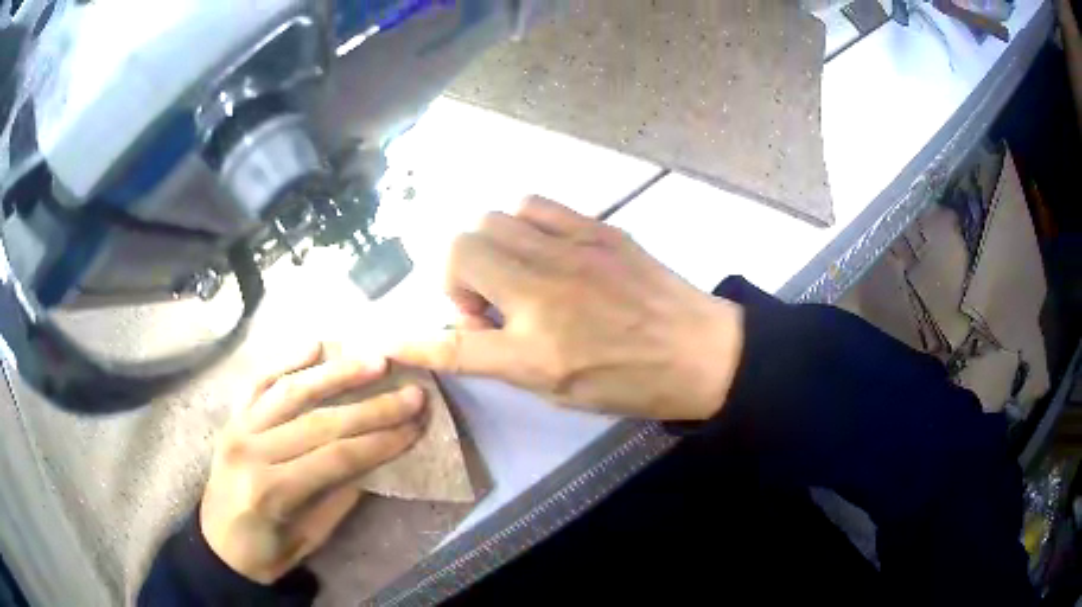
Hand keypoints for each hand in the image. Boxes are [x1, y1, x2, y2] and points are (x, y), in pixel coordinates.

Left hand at [200, 343, 426, 583]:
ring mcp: (238, 427)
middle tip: (411, 392)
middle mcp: (252, 450)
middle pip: (320, 421)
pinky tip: (314, 344)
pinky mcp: (232, 418)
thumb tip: (374, 459)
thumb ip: (339, 497)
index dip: (380, 441)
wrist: (217, 546)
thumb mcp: (309, 539)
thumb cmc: (264, 552)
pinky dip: (287, 360)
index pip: (336, 457)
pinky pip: (260, 382)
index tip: (417, 426)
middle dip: (372, 407)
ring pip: (292, 390)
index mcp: (271, 490)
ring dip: (336, 372)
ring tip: (375, 359)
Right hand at [393, 197, 743, 420]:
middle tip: (487, 305)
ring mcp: (569, 252)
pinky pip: (531, 205)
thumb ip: (503, 358)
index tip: (390, 337)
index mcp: (534, 352)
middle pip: (458, 252)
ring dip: (487, 250)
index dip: (415, 342)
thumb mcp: (560, 391)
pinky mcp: (594, 229)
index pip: (453, 345)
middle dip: (457, 279)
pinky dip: (520, 224)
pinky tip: (540, 248)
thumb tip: (468, 326)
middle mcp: (542, 295)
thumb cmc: (630, 382)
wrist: (699, 349)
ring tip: (514, 274)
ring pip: (490, 221)